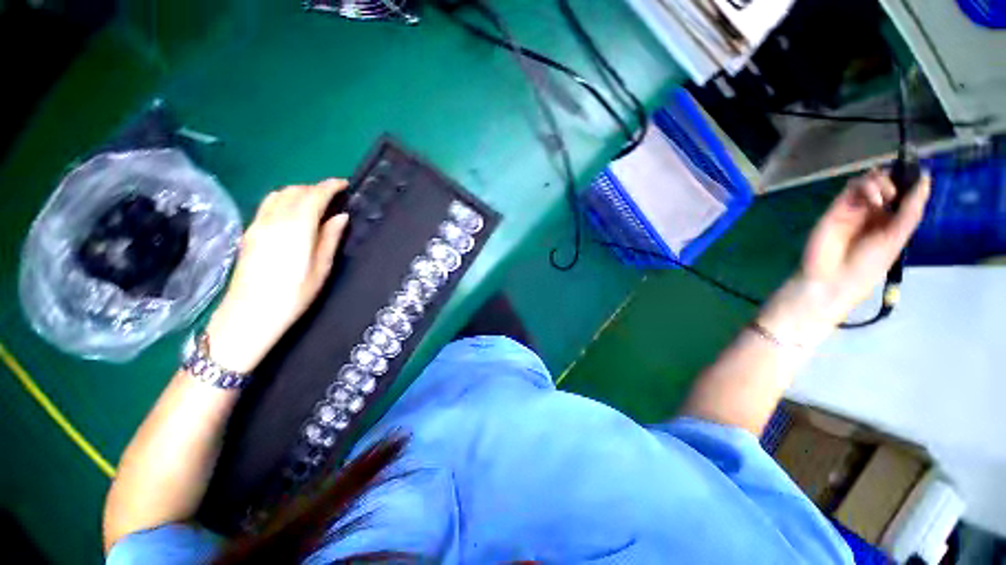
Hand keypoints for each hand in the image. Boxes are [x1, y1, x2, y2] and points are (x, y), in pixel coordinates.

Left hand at [205, 180, 348, 372]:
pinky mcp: (249, 233)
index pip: (313, 196)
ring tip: (315, 203)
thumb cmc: (293, 295)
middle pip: (294, 191)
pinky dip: (285, 200)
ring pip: (278, 195)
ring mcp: (257, 225)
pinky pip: (268, 205)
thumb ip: (330, 238)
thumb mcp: (321, 269)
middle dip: (315, 188)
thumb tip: (341, 216)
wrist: (249, 315)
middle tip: (334, 196)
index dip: (330, 187)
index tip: (344, 184)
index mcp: (295, 228)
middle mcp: (273, 220)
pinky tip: (294, 213)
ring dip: (299, 192)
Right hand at [759, 170, 930, 343]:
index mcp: (890, 222)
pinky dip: (865, 186)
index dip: (911, 183)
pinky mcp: (836, 208)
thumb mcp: (896, 239)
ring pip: (868, 182)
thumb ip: (910, 211)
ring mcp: (853, 210)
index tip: (920, 175)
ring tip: (886, 197)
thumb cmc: (867, 266)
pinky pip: (851, 188)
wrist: (832, 278)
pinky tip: (874, 198)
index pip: (903, 195)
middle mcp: (873, 213)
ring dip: (880, 181)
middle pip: (885, 184)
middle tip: (897, 192)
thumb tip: (925, 180)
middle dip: (895, 179)